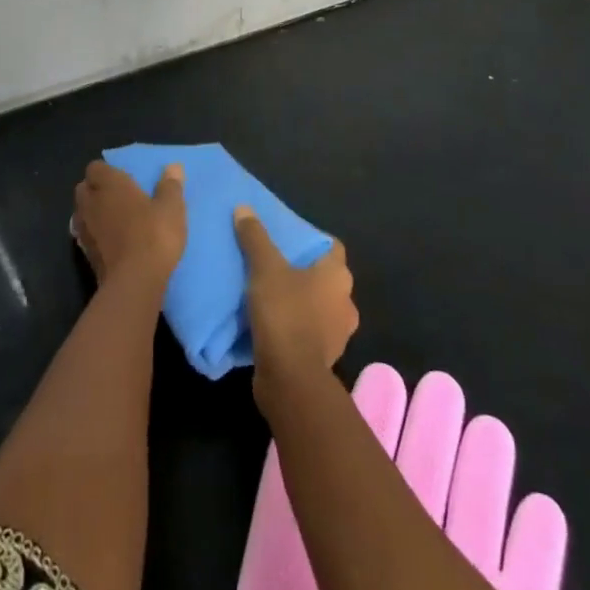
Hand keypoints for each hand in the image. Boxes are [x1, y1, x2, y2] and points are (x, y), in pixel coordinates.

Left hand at [74, 160, 186, 288]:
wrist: (134, 283)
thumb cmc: (153, 235)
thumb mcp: (171, 207)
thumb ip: (170, 185)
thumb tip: (173, 167)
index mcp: (109, 184)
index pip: (95, 167)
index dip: (106, 171)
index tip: (123, 178)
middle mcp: (91, 202)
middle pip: (83, 188)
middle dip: (95, 190)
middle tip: (118, 197)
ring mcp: (84, 229)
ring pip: (81, 212)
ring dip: (93, 213)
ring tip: (114, 220)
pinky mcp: (84, 254)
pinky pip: (85, 235)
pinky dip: (94, 235)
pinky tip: (111, 242)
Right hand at [235, 206, 357, 382]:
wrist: (291, 381)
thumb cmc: (285, 314)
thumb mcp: (265, 269)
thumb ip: (255, 238)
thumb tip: (244, 208)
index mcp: (338, 276)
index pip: (332, 247)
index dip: (313, 240)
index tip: (290, 238)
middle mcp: (345, 303)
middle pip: (325, 277)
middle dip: (304, 272)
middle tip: (275, 263)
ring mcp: (337, 335)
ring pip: (318, 307)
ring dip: (300, 302)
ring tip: (270, 293)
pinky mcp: (323, 359)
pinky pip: (309, 333)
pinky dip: (295, 327)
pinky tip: (272, 323)